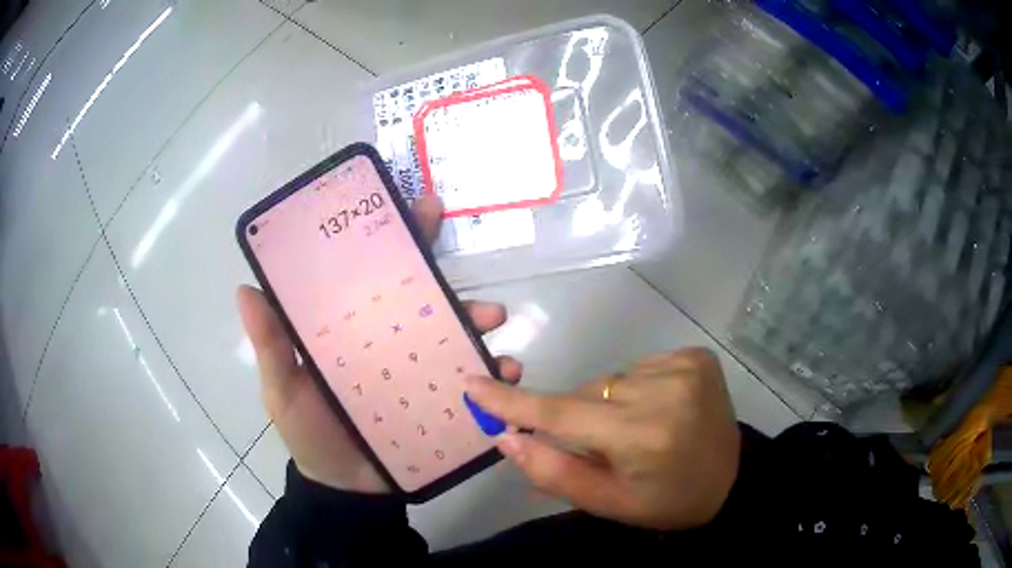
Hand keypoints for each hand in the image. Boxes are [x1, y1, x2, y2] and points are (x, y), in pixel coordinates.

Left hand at [237, 196, 522, 492]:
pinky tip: (506, 371)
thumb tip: (245, 289)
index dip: (396, 238)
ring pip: (452, 333)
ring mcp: (417, 370)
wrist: (346, 490)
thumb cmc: (310, 433)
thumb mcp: (281, 388)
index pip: (374, 274)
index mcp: (352, 329)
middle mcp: (388, 341)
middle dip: (447, 276)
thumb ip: (269, 345)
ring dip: (477, 321)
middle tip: (459, 263)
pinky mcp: (439, 401)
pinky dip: (492, 373)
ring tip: (493, 321)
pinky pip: (470, 380)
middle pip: (421, 297)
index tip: (420, 210)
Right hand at [464, 348, 740, 530]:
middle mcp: (664, 391)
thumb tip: (507, 437)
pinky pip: (640, 368)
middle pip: (586, 394)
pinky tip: (658, 410)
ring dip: (610, 404)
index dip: (514, 402)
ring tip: (638, 430)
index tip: (473, 384)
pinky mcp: (695, 356)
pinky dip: (637, 389)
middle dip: (578, 417)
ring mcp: (684, 366)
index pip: (562, 414)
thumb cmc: (667, 502)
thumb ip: (553, 472)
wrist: (732, 480)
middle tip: (602, 446)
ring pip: (612, 380)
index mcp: (643, 436)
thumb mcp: (608, 503)